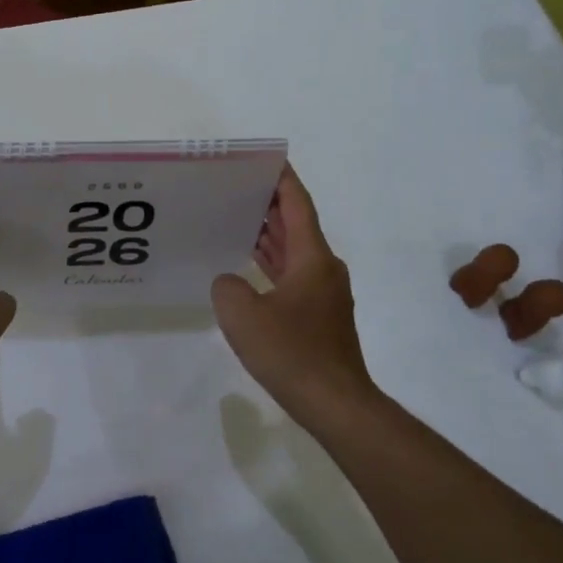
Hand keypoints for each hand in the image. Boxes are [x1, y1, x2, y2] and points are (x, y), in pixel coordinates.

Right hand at [212, 165, 380, 427]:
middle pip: (296, 224)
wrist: (335, 403)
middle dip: (269, 203)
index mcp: (312, 257)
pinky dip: (272, 264)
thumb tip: (230, 283)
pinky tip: (248, 268)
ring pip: (294, 252)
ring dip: (269, 235)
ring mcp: (324, 293)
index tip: (264, 159)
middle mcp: (323, 268)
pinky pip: (292, 276)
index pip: (297, 204)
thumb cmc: (292, 352)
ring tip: (236, 218)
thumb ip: (227, 286)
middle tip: (236, 187)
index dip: (282, 178)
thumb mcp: (243, 315)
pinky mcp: (319, 316)